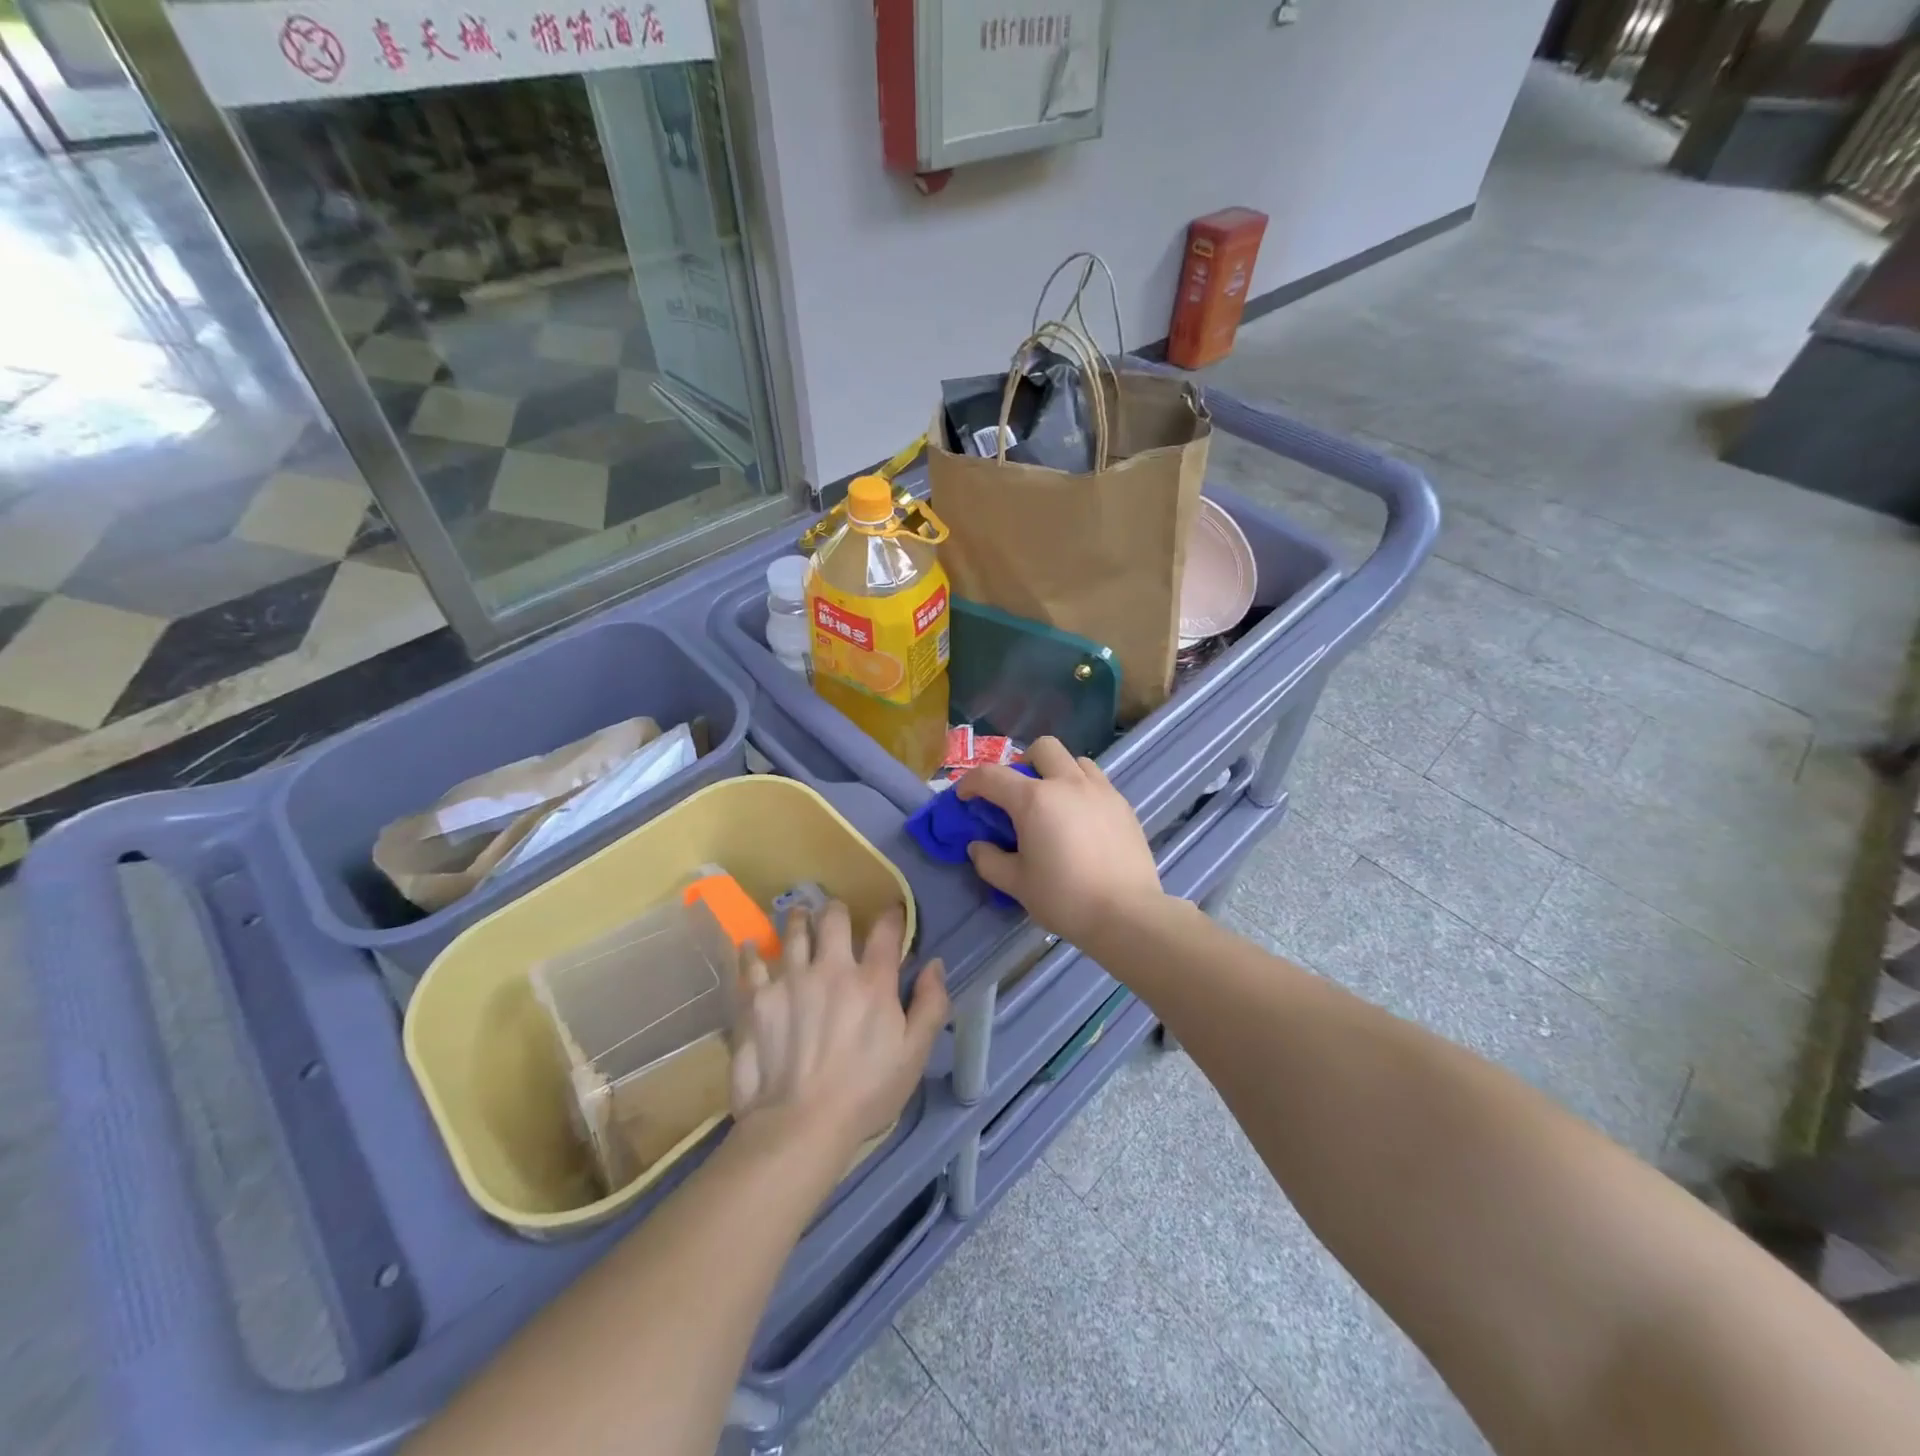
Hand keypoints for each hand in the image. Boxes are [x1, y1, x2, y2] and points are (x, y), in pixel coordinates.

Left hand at [728, 902, 946, 1156]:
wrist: (799, 1125)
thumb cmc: (865, 1093)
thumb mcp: (914, 1055)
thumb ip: (931, 1005)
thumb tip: (935, 965)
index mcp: (872, 981)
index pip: (886, 931)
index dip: (892, 916)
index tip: (892, 913)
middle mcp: (830, 968)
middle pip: (834, 919)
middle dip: (838, 911)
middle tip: (836, 914)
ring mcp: (789, 980)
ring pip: (793, 932)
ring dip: (798, 919)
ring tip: (799, 915)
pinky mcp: (756, 999)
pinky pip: (751, 964)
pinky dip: (752, 952)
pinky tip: (752, 946)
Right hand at [956, 736, 1166, 944]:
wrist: (1126, 914)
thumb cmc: (1064, 898)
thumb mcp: (1016, 884)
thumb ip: (990, 861)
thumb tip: (978, 846)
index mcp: (1034, 799)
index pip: (991, 776)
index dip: (971, 783)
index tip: (965, 798)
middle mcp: (1067, 783)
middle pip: (1042, 748)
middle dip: (1022, 763)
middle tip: (1018, 794)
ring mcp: (1100, 791)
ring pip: (1074, 760)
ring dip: (1057, 772)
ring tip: (1054, 803)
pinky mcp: (1123, 805)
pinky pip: (1097, 782)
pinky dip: (1081, 790)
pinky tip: (1081, 821)